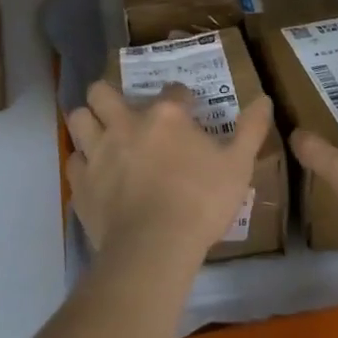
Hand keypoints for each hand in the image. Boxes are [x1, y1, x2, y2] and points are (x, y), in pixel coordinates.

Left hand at [66, 81, 272, 267]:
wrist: (155, 247)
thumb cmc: (201, 202)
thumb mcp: (238, 166)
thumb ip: (251, 130)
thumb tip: (264, 98)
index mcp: (166, 116)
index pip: (172, 90)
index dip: (181, 98)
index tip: (187, 110)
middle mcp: (126, 123)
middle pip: (101, 91)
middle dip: (108, 96)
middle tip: (123, 112)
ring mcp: (99, 151)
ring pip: (78, 118)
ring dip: (88, 122)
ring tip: (101, 135)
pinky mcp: (81, 183)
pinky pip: (73, 161)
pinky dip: (82, 164)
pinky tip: (95, 175)